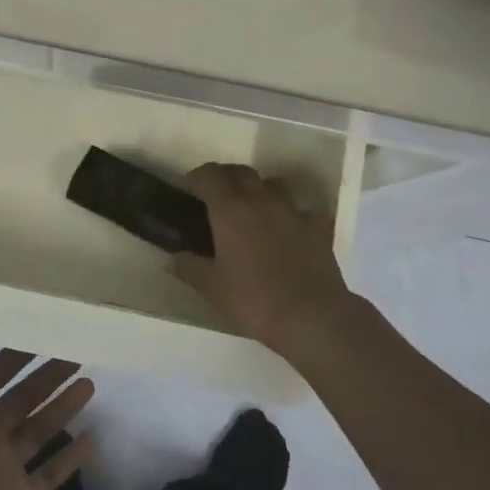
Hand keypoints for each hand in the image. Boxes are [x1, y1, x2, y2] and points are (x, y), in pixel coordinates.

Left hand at [0, 336, 95, 489]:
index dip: (14, 356)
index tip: (40, 333)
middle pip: (23, 399)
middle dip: (47, 377)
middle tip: (76, 353)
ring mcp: (8, 467)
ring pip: (41, 429)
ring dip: (64, 407)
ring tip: (90, 383)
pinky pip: (53, 472)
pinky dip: (73, 457)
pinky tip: (94, 438)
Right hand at [174, 162, 357, 352]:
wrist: (312, 317)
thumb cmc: (253, 300)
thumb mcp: (212, 288)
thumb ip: (189, 268)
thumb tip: (170, 258)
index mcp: (231, 210)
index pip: (211, 176)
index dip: (198, 176)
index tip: (190, 185)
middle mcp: (262, 200)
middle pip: (242, 172)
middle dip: (227, 177)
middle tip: (217, 195)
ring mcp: (294, 211)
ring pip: (274, 184)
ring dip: (259, 188)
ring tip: (253, 208)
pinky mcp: (319, 227)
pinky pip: (300, 210)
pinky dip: (289, 214)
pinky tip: (287, 231)